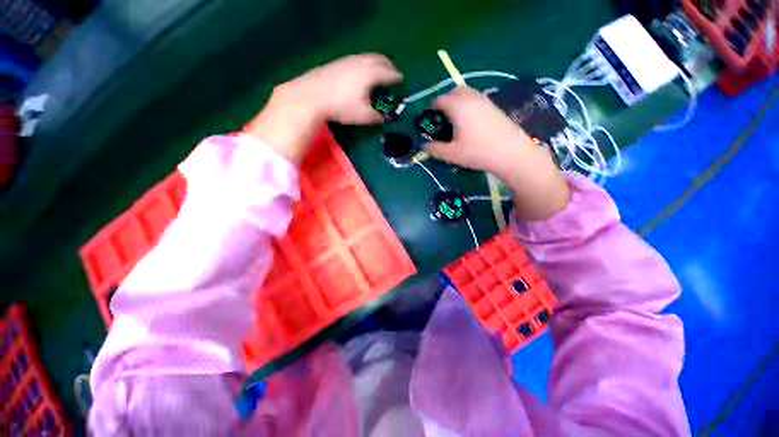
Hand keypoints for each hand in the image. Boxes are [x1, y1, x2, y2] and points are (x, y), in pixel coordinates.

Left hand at [245, 54, 401, 162]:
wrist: (312, 95)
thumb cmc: (342, 106)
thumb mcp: (363, 115)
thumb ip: (377, 117)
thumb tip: (385, 119)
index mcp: (371, 73)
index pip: (389, 72)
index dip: (397, 77)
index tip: (402, 80)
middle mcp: (361, 62)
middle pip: (380, 59)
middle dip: (388, 66)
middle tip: (393, 74)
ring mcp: (348, 60)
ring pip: (367, 58)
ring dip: (376, 63)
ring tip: (378, 73)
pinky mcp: (337, 63)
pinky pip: (357, 60)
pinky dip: (365, 64)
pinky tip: (360, 74)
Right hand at [426, 87, 569, 220]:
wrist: (511, 153)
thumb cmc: (478, 151)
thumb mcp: (452, 154)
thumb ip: (435, 149)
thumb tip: (425, 146)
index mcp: (458, 106)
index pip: (440, 100)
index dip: (431, 109)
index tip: (430, 122)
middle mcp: (471, 98)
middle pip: (454, 92)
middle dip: (445, 103)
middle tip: (443, 121)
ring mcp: (485, 101)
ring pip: (467, 94)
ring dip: (458, 103)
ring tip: (456, 123)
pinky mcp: (495, 107)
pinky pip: (477, 100)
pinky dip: (469, 106)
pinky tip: (471, 124)